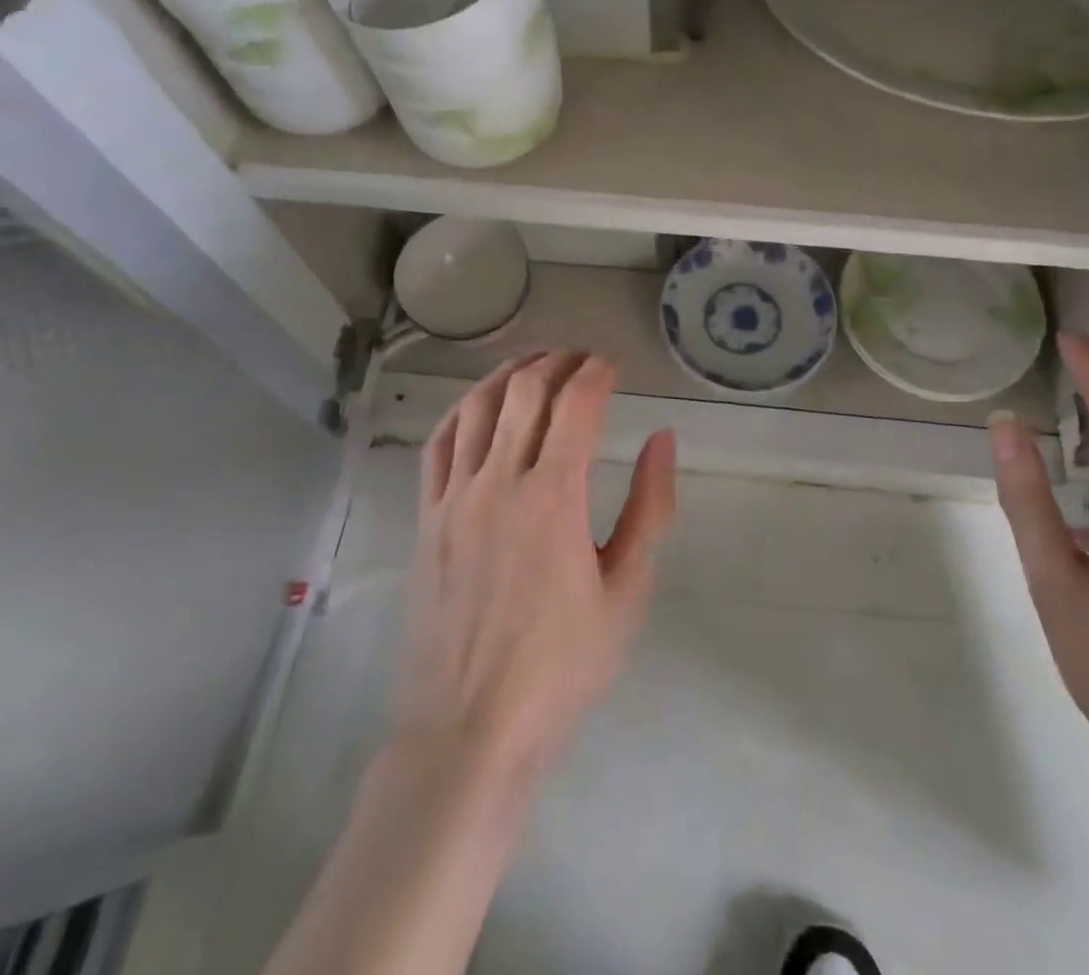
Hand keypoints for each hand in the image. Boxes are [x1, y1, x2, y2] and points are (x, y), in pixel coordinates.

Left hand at [393, 351, 677, 784]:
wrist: (470, 730)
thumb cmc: (561, 667)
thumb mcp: (627, 593)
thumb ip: (650, 509)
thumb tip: (662, 440)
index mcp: (554, 498)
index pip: (575, 405)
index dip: (596, 372)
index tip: (612, 365)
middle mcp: (500, 482)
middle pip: (525, 391)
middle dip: (557, 361)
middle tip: (580, 358)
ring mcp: (455, 498)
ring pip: (476, 406)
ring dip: (509, 373)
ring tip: (534, 364)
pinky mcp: (426, 518)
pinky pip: (438, 443)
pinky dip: (461, 409)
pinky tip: (478, 404)